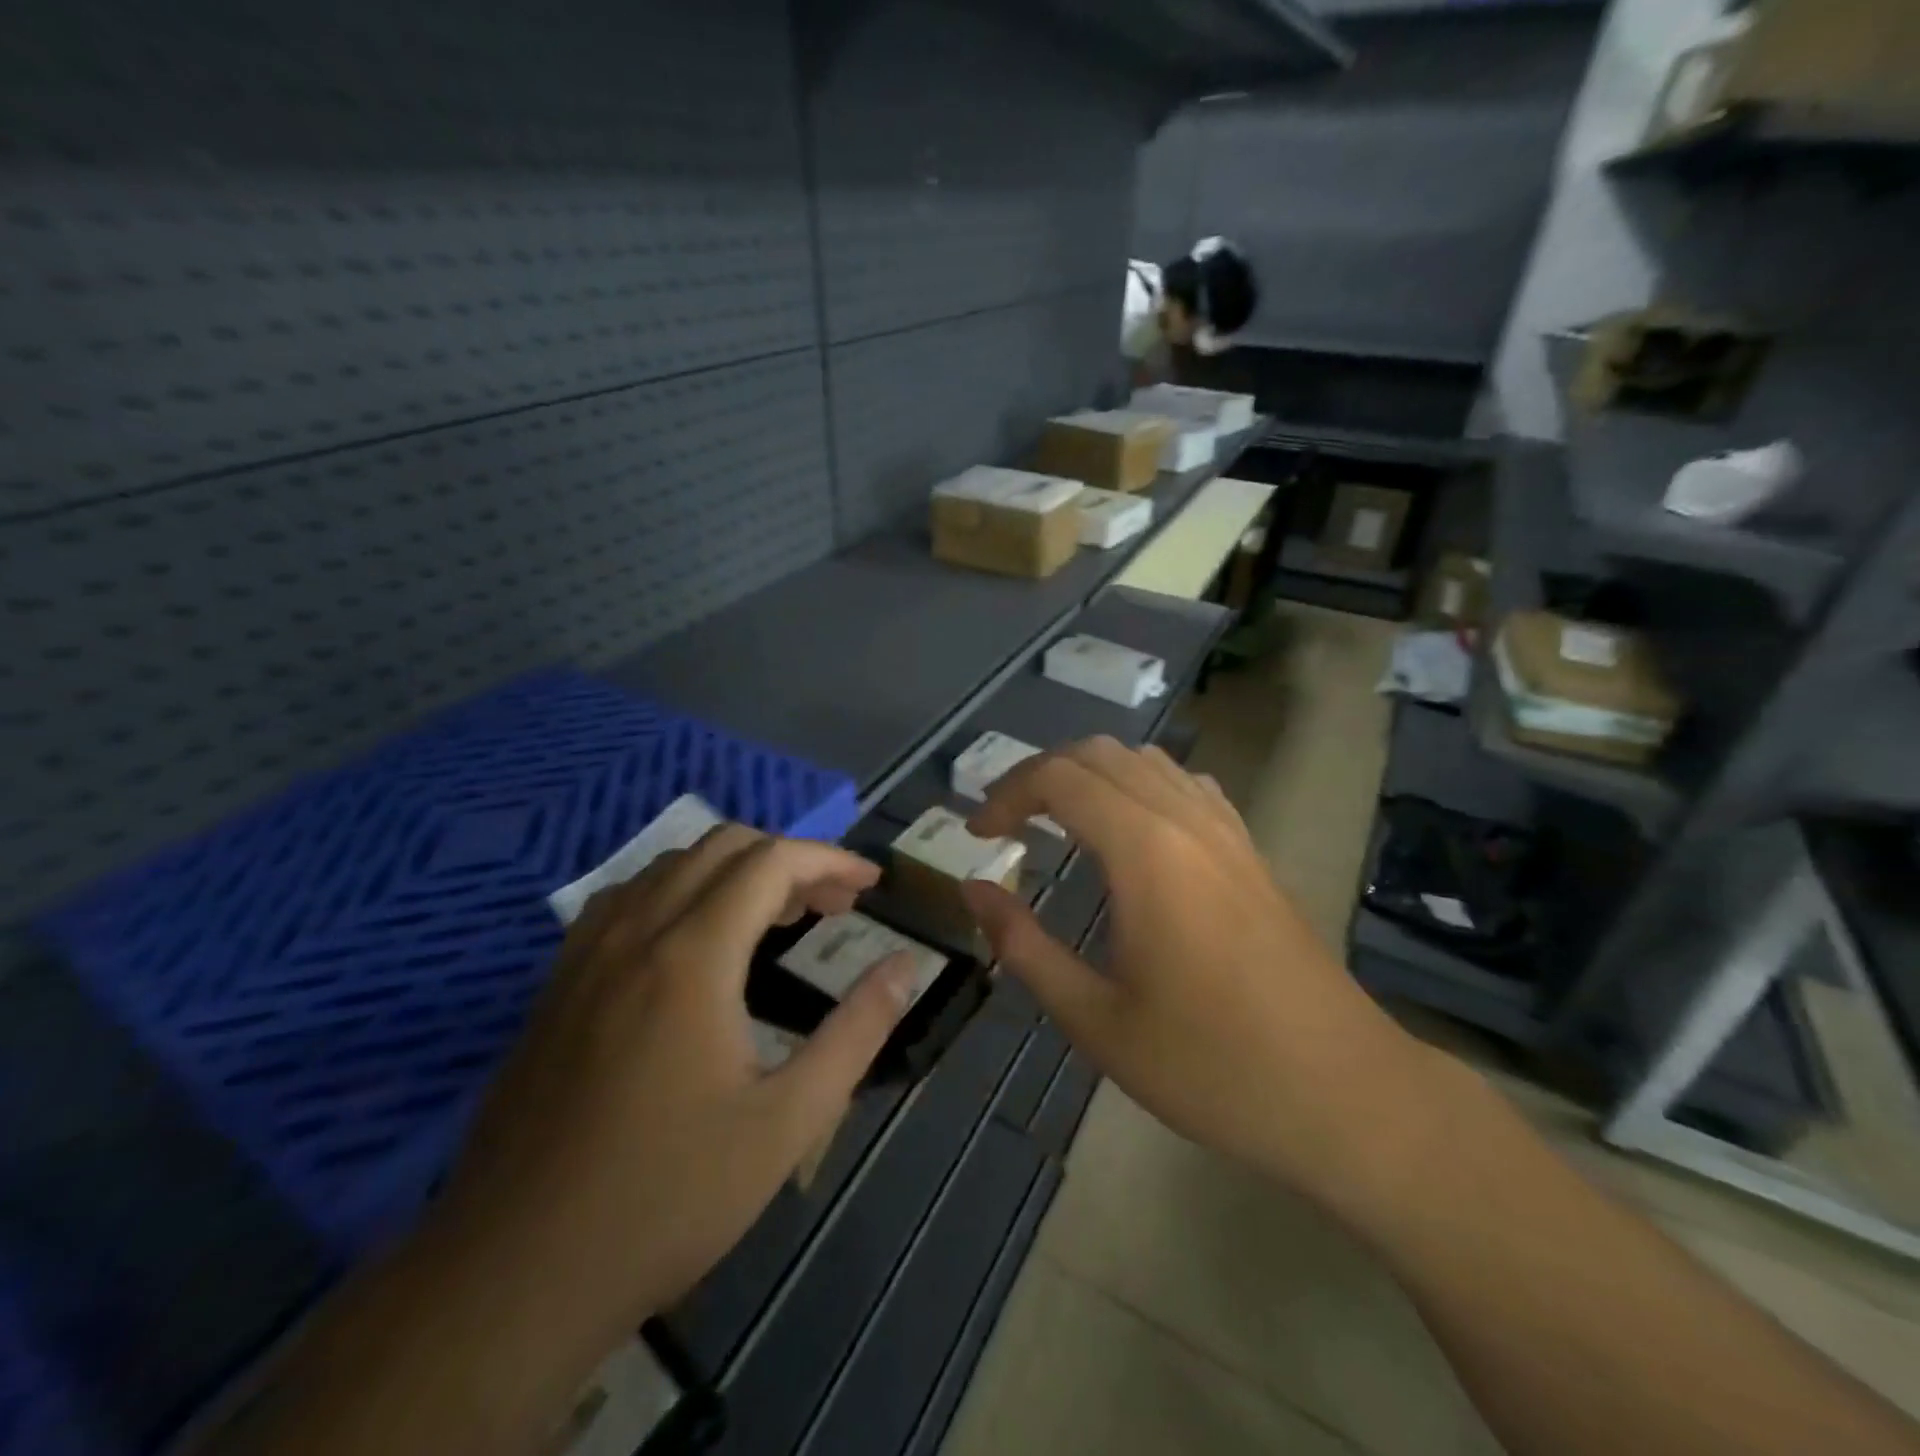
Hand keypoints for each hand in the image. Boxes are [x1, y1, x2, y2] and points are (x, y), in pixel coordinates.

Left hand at [429, 826, 916, 1349]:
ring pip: (671, 865)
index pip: (772, 862)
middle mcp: (635, 933)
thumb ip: (857, 1032)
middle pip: (722, 846)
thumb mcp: (787, 1123)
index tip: (871, 883)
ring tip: (774, 919)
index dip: (831, 859)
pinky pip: (627, 898)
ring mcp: (585, 955)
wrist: (512, 1276)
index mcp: (692, 958)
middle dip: (789, 859)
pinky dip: (680, 891)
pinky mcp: (557, 983)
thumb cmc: (665, 1199)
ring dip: (734, 870)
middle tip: (831, 906)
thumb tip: (904, 966)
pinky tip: (695, 942)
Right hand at [962, 739, 1436, 1206]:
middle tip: (1007, 822)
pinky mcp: (1250, 850)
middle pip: (1098, 754)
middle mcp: (1186, 819)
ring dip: (1089, 774)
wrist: (1344, 1094)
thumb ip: (1024, 946)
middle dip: (1039, 775)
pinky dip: (1139, 785)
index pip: (1059, 778)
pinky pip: (1185, 784)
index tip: (978, 834)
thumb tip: (974, 889)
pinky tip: (1130, 831)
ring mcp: (1226, 830)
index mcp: (1145, 851)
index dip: (1006, 795)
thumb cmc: (1211, 1066)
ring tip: (1057, 820)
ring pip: (1144, 760)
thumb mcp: (1096, 1020)